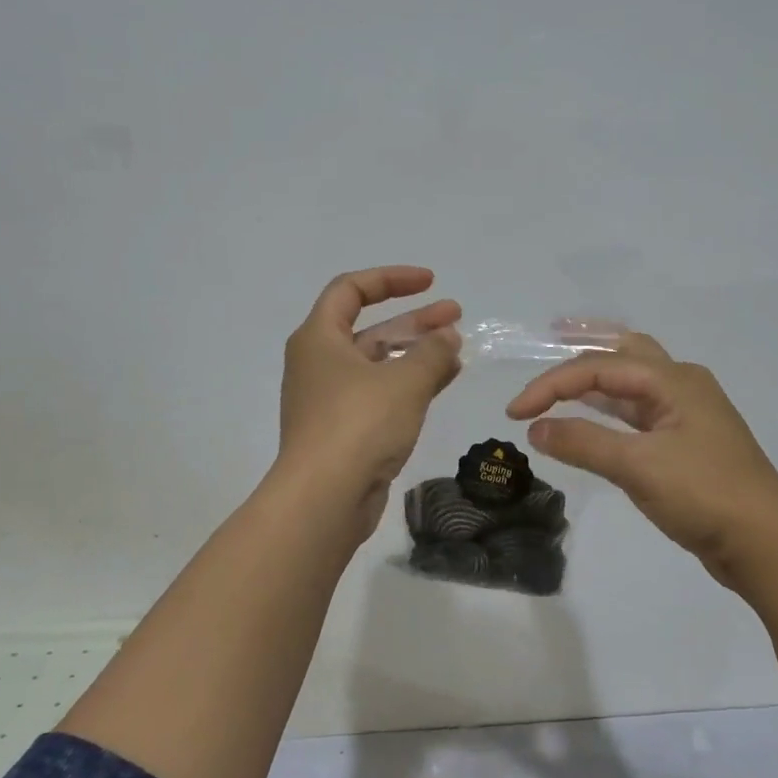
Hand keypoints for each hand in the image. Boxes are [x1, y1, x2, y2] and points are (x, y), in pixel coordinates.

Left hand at [277, 266, 462, 543]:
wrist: (325, 498)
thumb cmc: (359, 425)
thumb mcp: (404, 381)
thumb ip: (432, 352)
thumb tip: (449, 337)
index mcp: (319, 338)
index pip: (351, 290)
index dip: (391, 279)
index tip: (430, 282)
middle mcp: (320, 364)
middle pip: (369, 328)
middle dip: (414, 320)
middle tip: (456, 315)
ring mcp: (331, 400)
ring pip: (378, 364)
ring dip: (416, 354)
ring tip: (458, 350)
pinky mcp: (345, 432)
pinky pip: (381, 395)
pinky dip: (409, 385)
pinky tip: (442, 383)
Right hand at [506, 333, 777, 587]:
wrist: (765, 542)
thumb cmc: (705, 495)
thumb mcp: (638, 466)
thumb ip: (584, 443)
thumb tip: (535, 429)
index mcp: (674, 380)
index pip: (599, 367)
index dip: (551, 385)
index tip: (514, 414)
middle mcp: (682, 386)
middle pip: (626, 352)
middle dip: (587, 343)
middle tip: (551, 335)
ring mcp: (687, 415)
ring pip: (634, 382)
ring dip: (598, 377)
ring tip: (565, 372)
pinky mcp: (687, 444)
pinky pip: (640, 412)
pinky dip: (611, 409)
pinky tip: (594, 416)